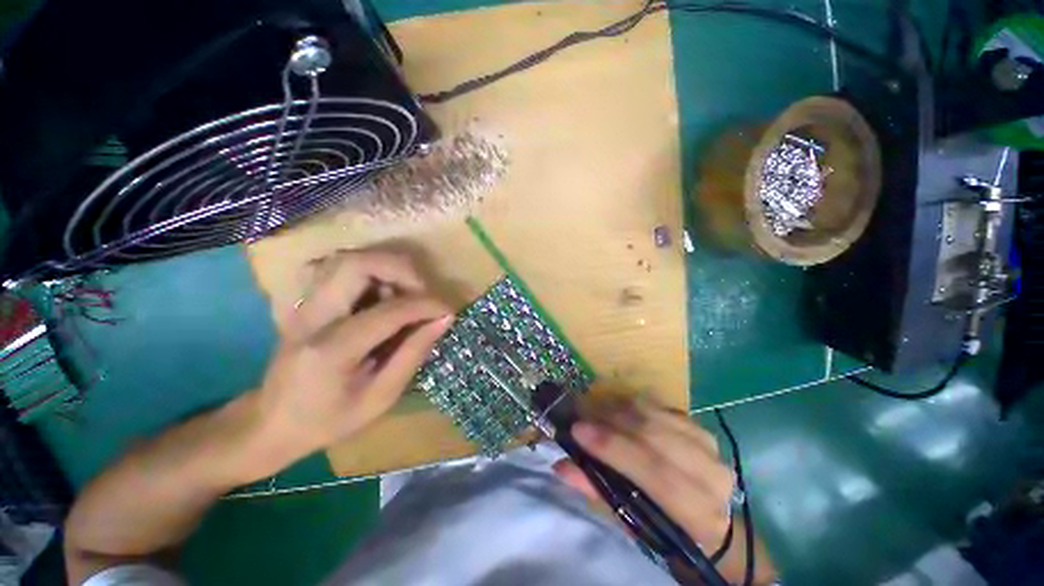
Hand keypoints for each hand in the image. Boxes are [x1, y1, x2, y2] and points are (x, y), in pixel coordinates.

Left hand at [246, 250, 452, 475]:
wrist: (270, 423)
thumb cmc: (327, 421)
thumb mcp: (380, 398)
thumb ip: (413, 354)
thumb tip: (444, 320)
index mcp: (331, 350)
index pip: (388, 311)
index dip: (426, 305)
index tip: (449, 310)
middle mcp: (313, 316)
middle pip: (358, 263)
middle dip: (402, 270)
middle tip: (424, 293)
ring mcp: (304, 304)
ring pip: (348, 259)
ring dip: (386, 268)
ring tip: (406, 294)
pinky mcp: (306, 301)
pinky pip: (341, 269)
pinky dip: (371, 272)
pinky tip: (382, 295)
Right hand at [553, 398, 771, 582]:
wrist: (705, 514)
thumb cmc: (663, 526)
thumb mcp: (630, 520)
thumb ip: (597, 491)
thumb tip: (562, 466)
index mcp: (699, 514)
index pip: (654, 473)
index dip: (613, 448)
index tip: (577, 430)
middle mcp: (711, 475)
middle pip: (654, 436)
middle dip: (611, 421)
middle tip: (579, 413)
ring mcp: (709, 445)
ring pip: (656, 415)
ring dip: (619, 408)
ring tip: (592, 409)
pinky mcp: (700, 426)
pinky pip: (660, 406)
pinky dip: (633, 404)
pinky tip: (615, 408)